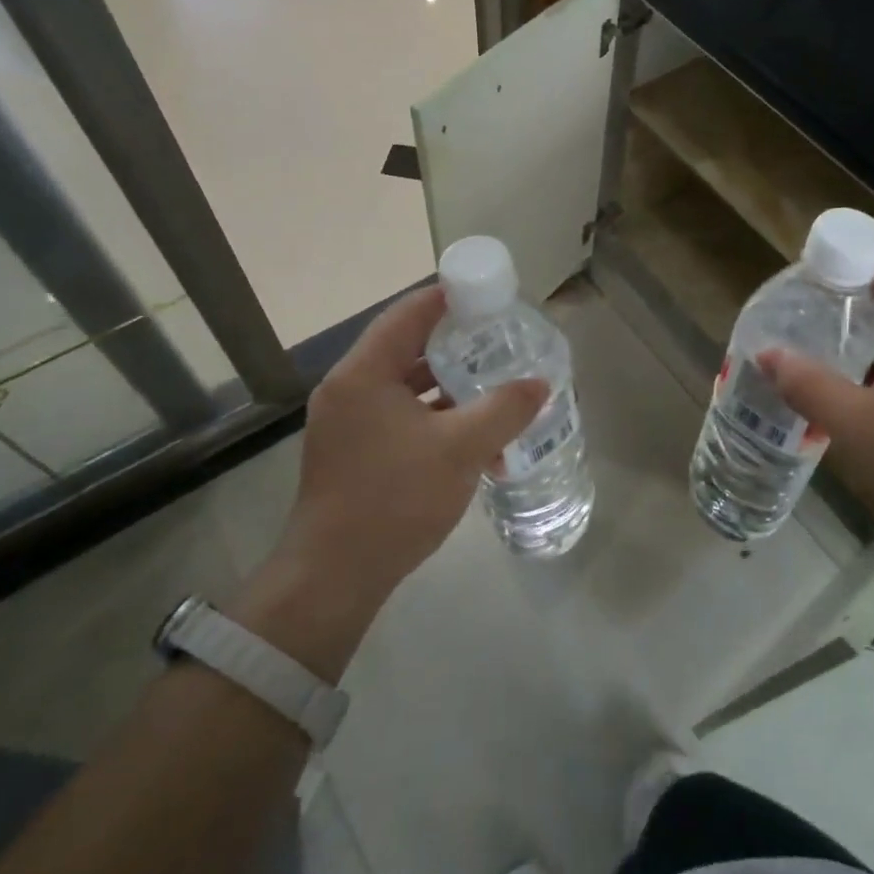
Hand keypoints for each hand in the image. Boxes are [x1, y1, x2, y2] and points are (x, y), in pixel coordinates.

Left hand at [228, 285, 546, 677]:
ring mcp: (348, 422)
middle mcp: (349, 389)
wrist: (334, 578)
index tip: (488, 295)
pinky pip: (399, 416)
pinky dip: (434, 416)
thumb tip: (540, 383)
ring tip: (494, 381)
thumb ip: (504, 410)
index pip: (408, 313)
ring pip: (405, 385)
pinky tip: (473, 434)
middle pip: (407, 346)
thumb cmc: (394, 500)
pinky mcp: (353, 451)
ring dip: (448, 384)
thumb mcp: (460, 449)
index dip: (449, 297)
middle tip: (500, 337)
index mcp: (364, 373)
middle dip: (456, 342)